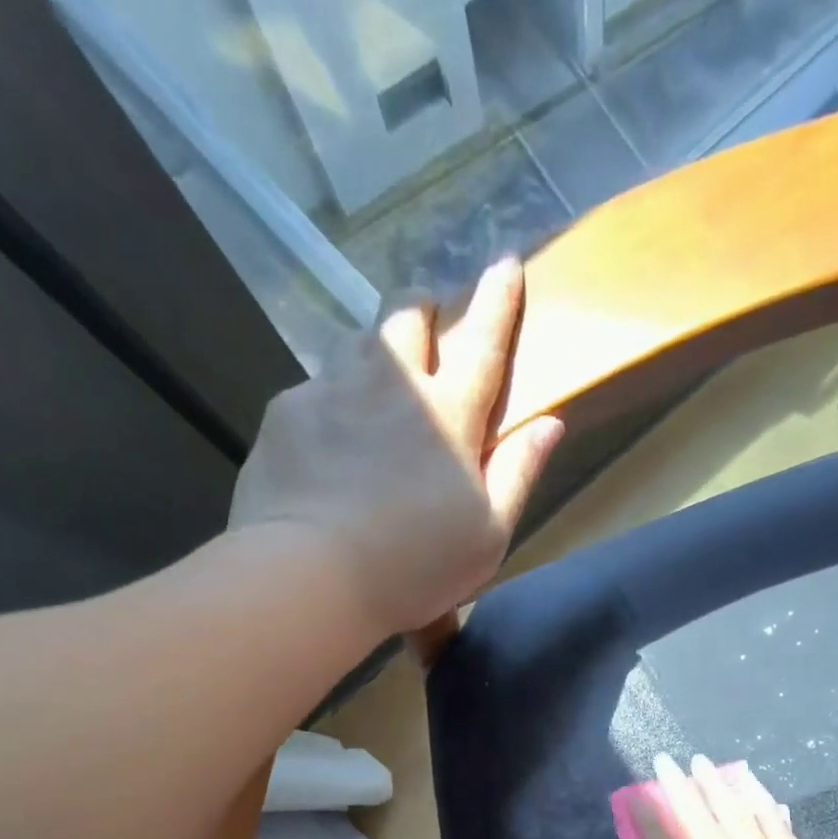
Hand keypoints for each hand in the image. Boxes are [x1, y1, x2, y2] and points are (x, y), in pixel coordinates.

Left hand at [228, 258, 563, 633]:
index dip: (499, 299)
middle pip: (408, 315)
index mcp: (451, 416)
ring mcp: (333, 391)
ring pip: (357, 343)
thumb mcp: (489, 535)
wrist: (311, 576)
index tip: (505, 263)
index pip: (484, 341)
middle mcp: (394, 386)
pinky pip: (313, 389)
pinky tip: (324, 444)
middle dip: (422, 307)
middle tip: (425, 323)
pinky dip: (328, 403)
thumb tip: (551, 423)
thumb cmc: (415, 565)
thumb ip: (520, 473)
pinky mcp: (286, 412)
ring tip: (373, 388)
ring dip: (374, 352)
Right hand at [634, 754, 837, 838]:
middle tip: (664, 760)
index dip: (651, 822)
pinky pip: (776, 824)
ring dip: (716, 785)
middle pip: (703, 824)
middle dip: (679, 789)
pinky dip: (759, 800)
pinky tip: (748, 784)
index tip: (636, 796)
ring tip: (699, 762)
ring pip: (740, 815)